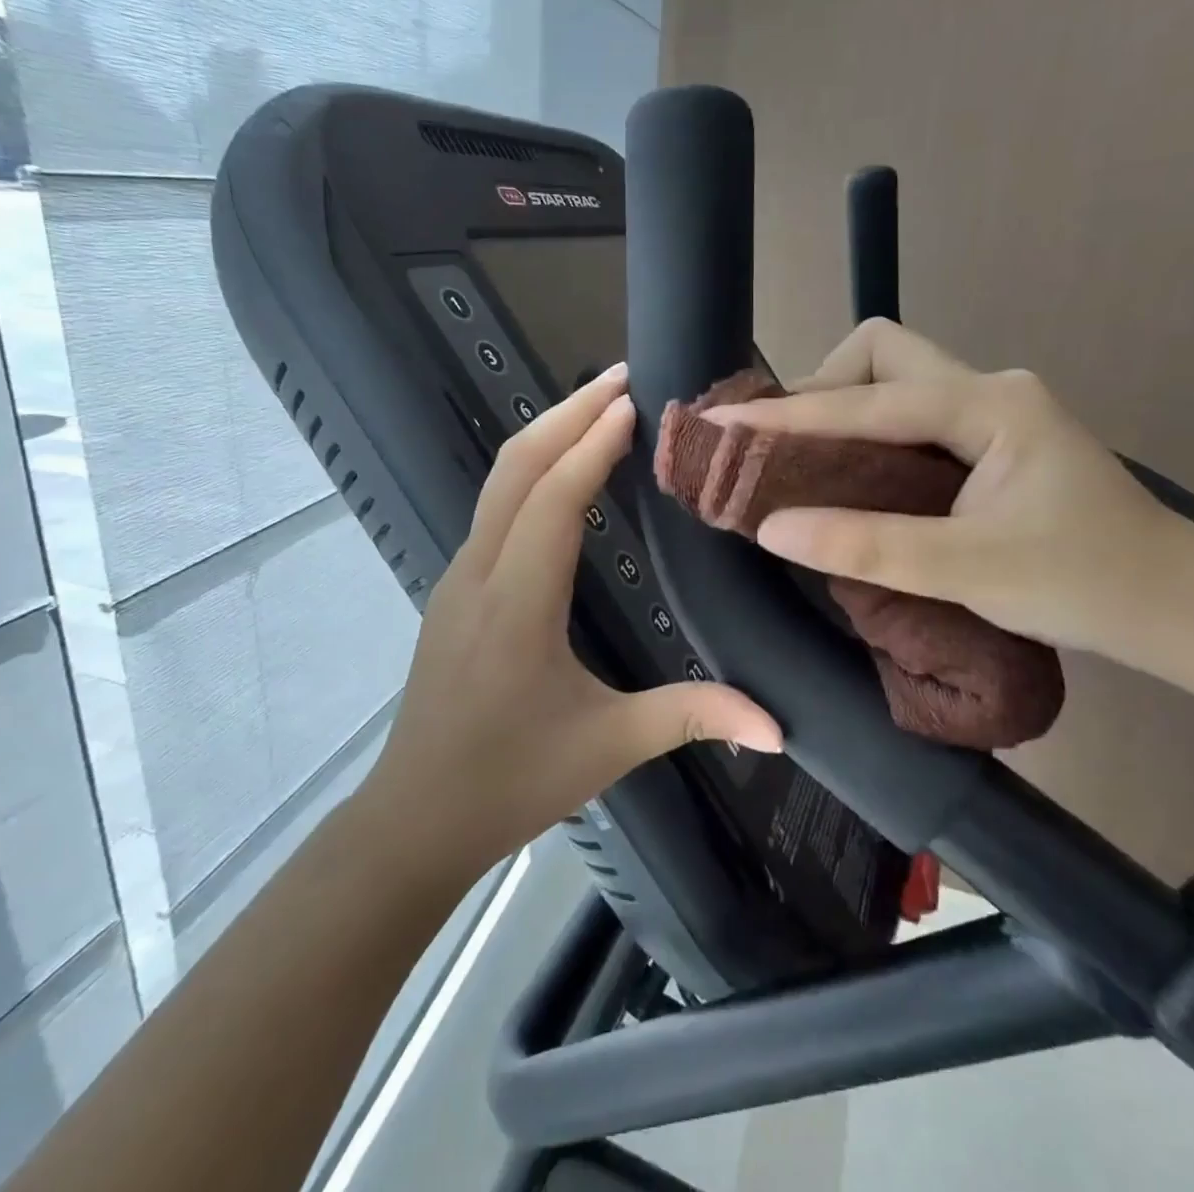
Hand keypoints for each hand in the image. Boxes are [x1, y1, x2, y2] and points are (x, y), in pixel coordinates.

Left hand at [365, 363, 782, 871]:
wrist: (415, 817)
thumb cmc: (510, 780)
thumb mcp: (608, 746)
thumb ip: (692, 718)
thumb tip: (778, 727)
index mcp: (517, 603)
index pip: (555, 500)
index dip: (594, 445)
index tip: (633, 401)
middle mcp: (480, 573)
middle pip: (515, 468)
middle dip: (566, 414)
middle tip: (620, 376)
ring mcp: (459, 577)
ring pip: (498, 482)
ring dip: (546, 435)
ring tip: (598, 408)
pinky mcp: (455, 589)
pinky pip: (493, 508)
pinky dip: (530, 470)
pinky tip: (564, 473)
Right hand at [703, 320, 1193, 659]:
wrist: (1181, 607)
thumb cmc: (1087, 585)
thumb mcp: (970, 570)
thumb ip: (868, 546)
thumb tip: (771, 529)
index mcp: (990, 405)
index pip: (868, 400)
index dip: (791, 415)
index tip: (726, 423)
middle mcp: (988, 389)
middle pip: (881, 355)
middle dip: (821, 389)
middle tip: (781, 448)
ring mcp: (992, 411)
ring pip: (894, 381)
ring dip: (841, 410)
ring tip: (801, 462)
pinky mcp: (991, 439)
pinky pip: (909, 416)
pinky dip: (866, 435)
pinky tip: (849, 475)